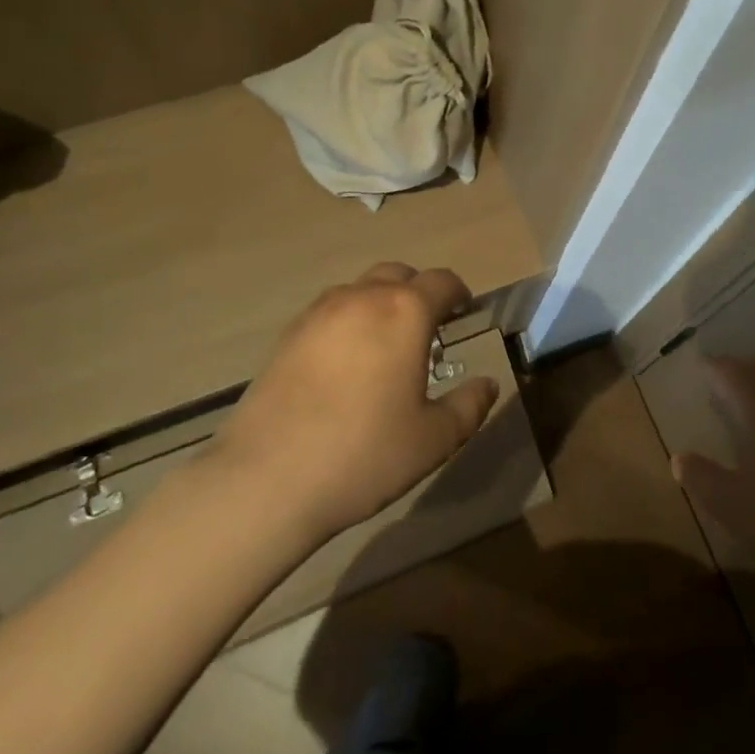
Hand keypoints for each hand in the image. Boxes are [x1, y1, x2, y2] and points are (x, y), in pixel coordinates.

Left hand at [207, 263, 498, 540]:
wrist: (267, 479)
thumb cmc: (364, 454)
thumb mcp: (433, 439)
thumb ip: (469, 406)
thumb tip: (488, 384)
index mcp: (405, 312)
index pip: (442, 281)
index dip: (459, 293)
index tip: (464, 313)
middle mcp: (363, 298)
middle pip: (399, 274)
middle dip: (418, 292)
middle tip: (426, 330)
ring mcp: (319, 312)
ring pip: (360, 289)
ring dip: (380, 303)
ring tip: (383, 346)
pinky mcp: (288, 334)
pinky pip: (329, 311)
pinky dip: (347, 321)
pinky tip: (344, 364)